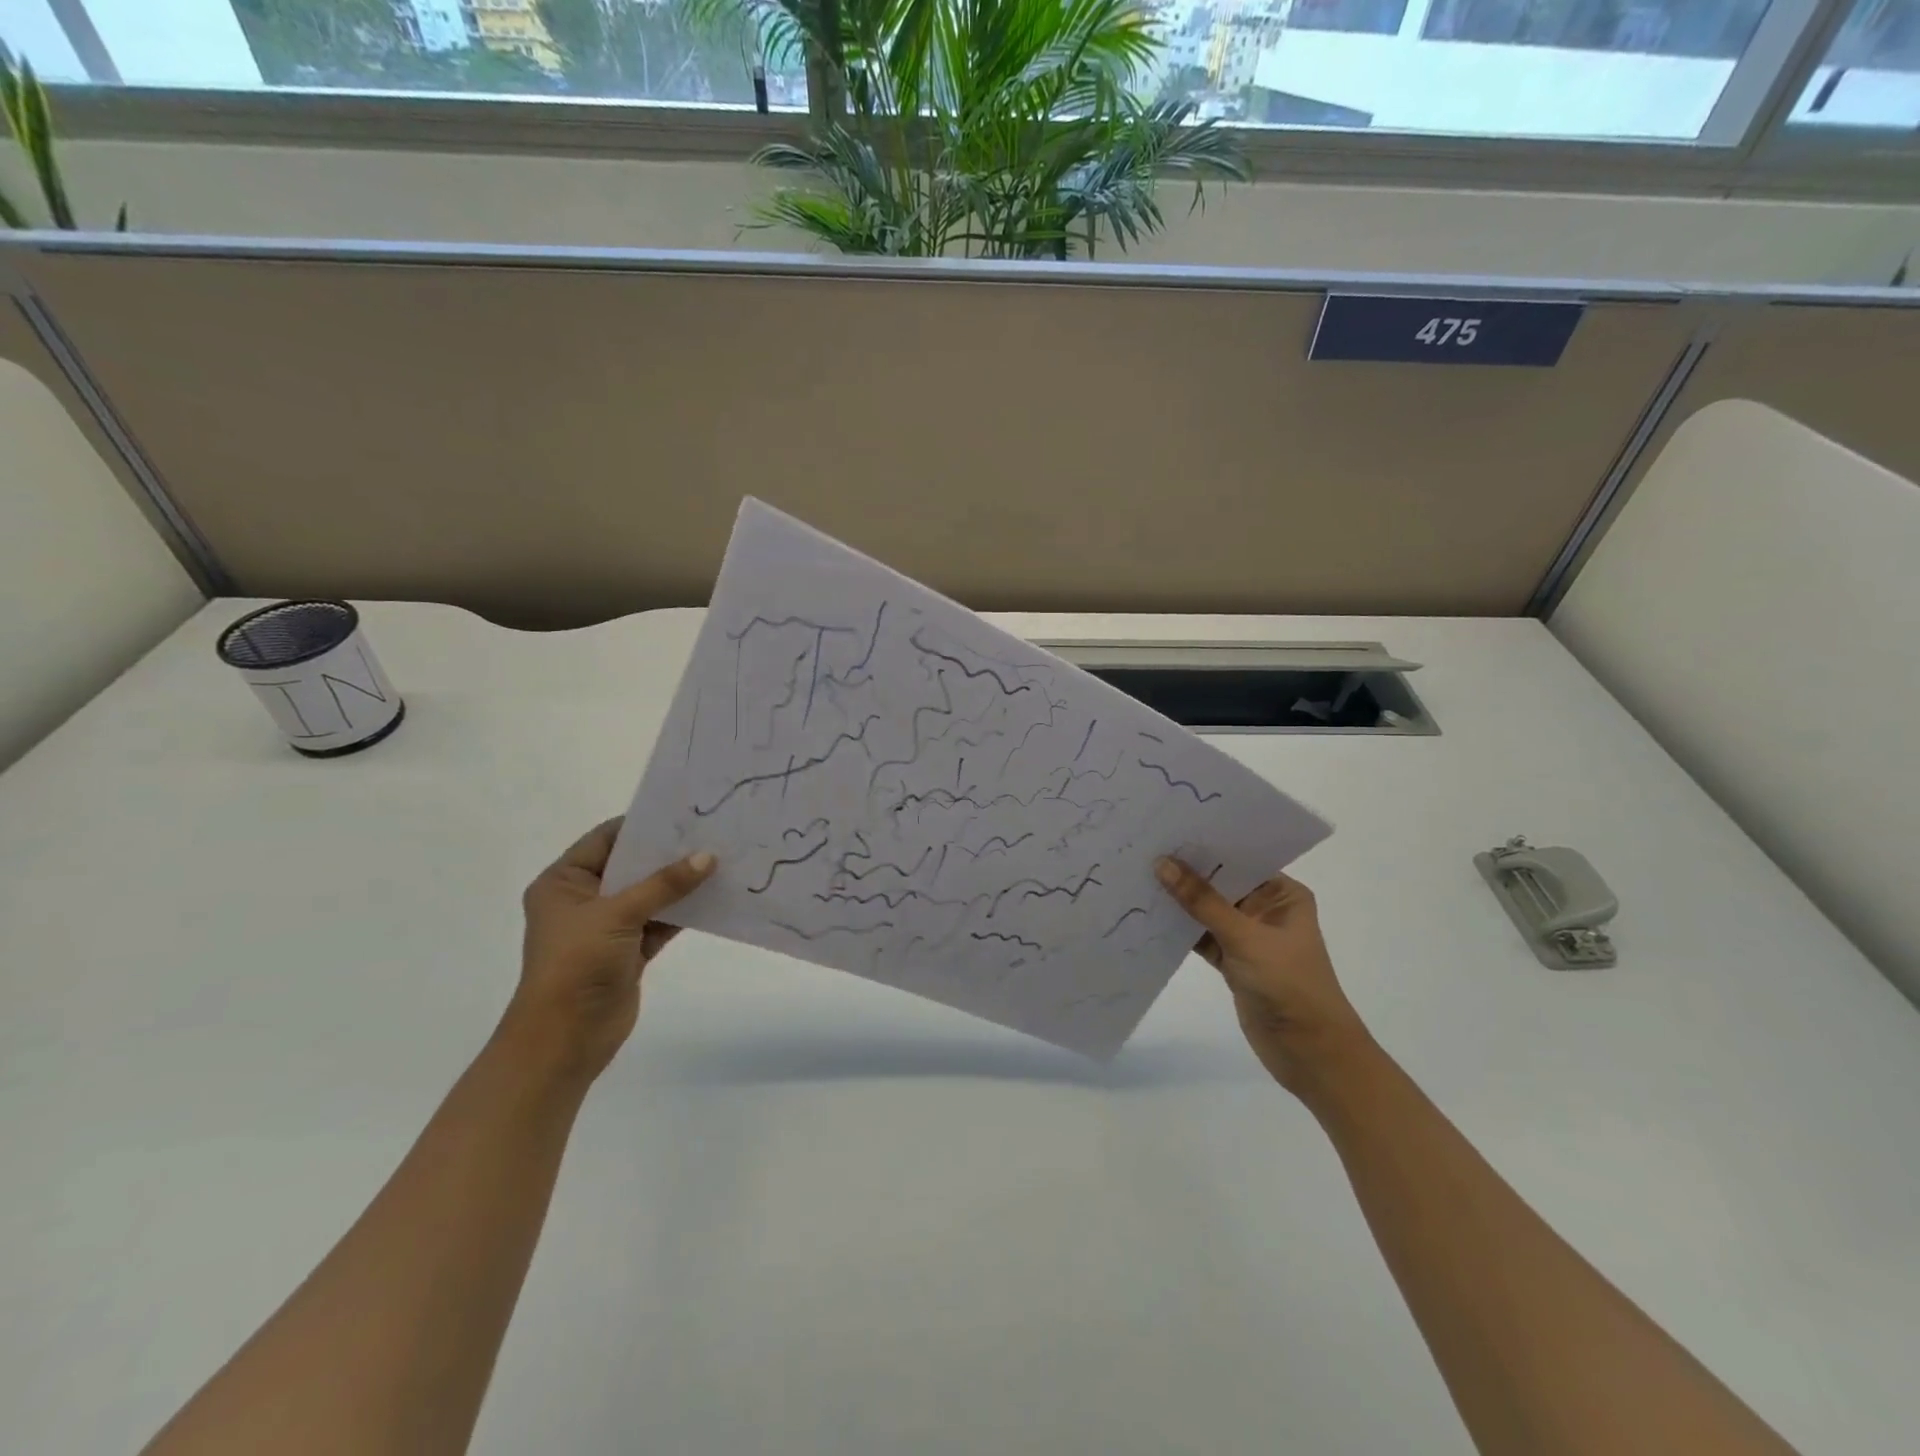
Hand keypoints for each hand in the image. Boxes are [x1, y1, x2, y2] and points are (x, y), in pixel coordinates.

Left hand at [506, 818, 715, 1083]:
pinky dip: (684, 911)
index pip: (606, 839)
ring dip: (681, 883)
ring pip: (650, 894)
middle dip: (669, 853)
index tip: (684, 813)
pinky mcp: (629, 950)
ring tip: (722, 859)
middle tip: (711, 832)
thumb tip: (708, 856)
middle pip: (632, 865)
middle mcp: (584, 899)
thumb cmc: (576, 964)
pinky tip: (716, 896)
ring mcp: (608, 926)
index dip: (643, 825)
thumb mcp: (618, 914)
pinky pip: (661, 921)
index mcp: (564, 882)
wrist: (565, 1038)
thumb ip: (665, 884)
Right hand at [1156, 858, 1372, 1095]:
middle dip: (1186, 871)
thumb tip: (1162, 863)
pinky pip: (1200, 936)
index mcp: (1283, 894)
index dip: (1205, 845)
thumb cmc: (1289, 985)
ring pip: (1206, 911)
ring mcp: (1247, 937)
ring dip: (1179, 901)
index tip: (1167, 829)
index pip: (1240, 859)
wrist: (1310, 1054)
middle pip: (1219, 883)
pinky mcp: (1232, 962)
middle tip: (1143, 848)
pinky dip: (1179, 929)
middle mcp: (1266, 909)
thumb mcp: (1244, 937)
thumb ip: (1201, 901)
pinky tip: (1149, 914)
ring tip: (1138, 875)